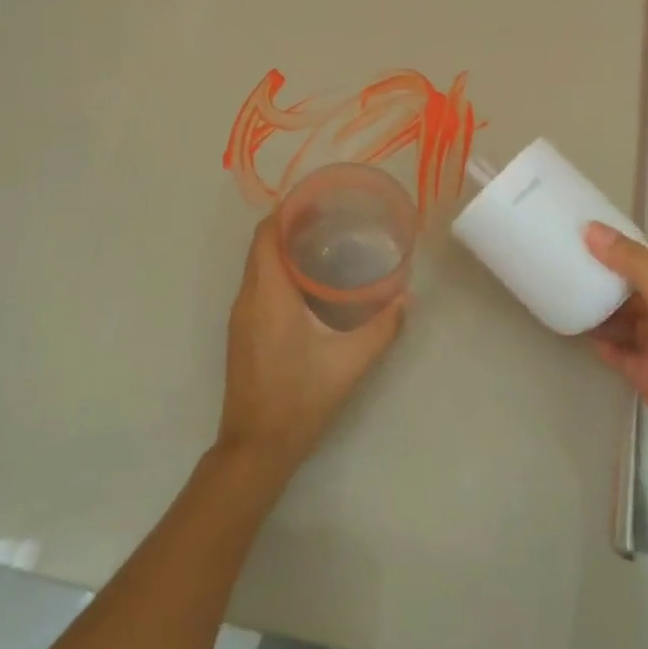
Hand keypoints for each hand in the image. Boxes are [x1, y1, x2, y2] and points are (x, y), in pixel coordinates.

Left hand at [216, 216, 405, 481]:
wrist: (256, 447)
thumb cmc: (301, 398)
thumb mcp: (350, 362)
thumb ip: (382, 328)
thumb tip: (407, 298)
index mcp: (268, 294)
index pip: (267, 234)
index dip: (288, 211)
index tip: (319, 201)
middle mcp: (247, 298)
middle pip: (262, 246)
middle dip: (291, 227)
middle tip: (332, 221)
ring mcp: (240, 317)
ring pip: (258, 266)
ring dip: (284, 250)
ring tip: (325, 247)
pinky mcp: (242, 333)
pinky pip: (257, 286)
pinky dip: (278, 273)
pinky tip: (310, 287)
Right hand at [584, 223, 647, 476]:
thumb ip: (632, 263)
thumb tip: (591, 229)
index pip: (647, 257)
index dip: (619, 243)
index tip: (583, 232)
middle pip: (628, 287)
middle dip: (601, 275)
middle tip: (562, 261)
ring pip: (619, 317)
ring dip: (595, 307)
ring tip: (560, 291)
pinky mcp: (641, 371)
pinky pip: (613, 349)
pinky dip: (596, 339)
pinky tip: (572, 329)